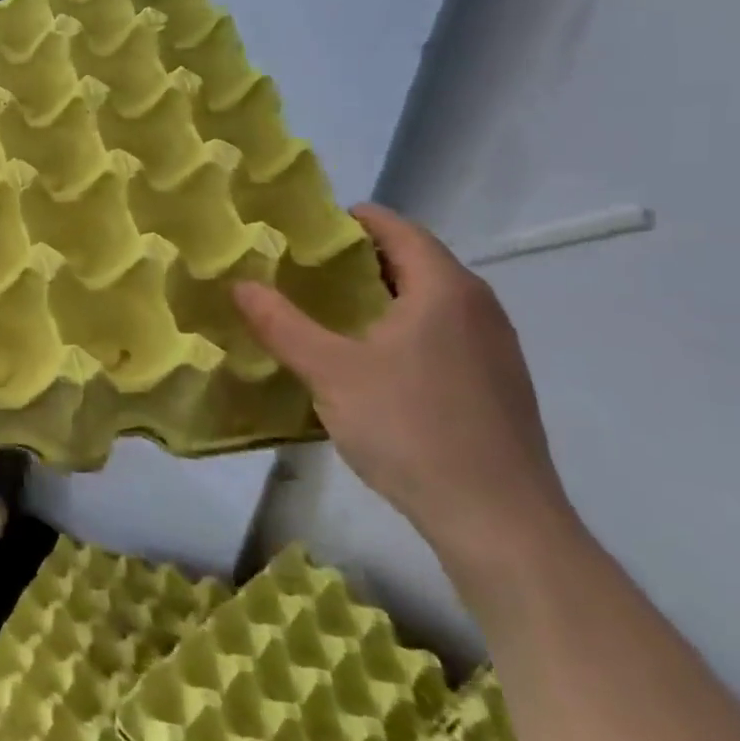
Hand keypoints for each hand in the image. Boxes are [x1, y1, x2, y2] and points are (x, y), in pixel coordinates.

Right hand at [234, 204, 575, 576]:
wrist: (499, 520)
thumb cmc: (410, 428)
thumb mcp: (330, 372)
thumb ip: (281, 324)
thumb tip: (240, 284)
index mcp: (444, 290)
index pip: (398, 229)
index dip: (353, 220)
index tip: (306, 228)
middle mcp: (478, 307)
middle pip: (415, 262)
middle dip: (359, 259)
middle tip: (303, 269)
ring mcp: (495, 348)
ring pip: (430, 301)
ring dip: (382, 296)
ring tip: (329, 312)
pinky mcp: (497, 385)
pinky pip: (443, 333)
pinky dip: (404, 328)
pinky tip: (372, 362)